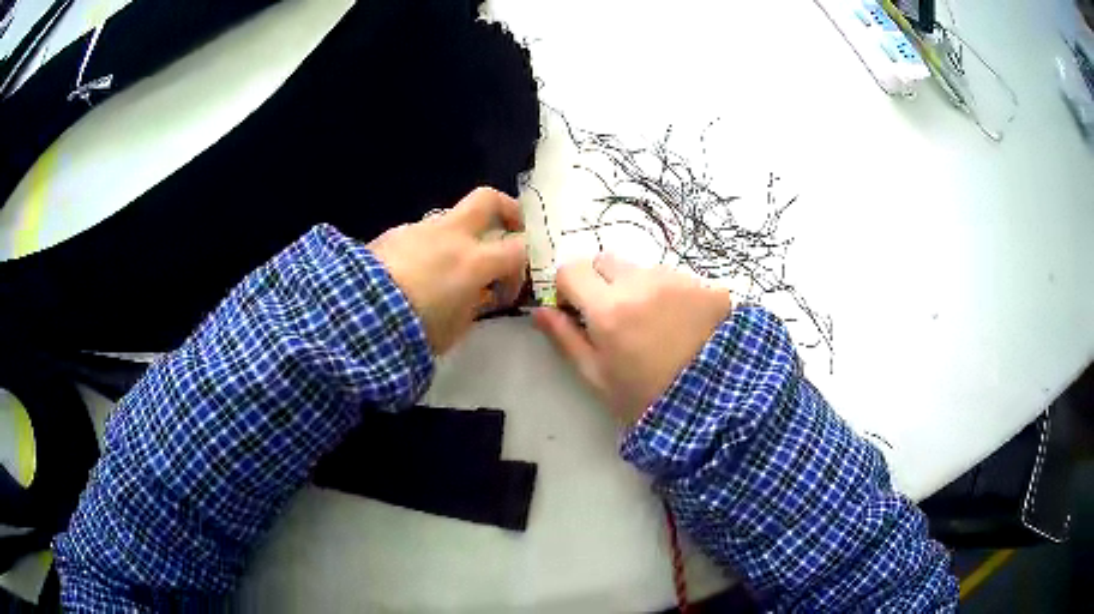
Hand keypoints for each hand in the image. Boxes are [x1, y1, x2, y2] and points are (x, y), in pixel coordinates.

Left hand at [368, 187, 526, 353]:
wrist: (359, 315)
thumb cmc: (415, 328)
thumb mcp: (455, 328)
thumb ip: (474, 305)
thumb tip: (480, 294)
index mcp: (473, 260)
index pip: (517, 250)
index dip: (518, 271)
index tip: (504, 293)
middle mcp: (451, 234)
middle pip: (488, 199)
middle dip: (506, 209)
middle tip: (508, 228)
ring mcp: (420, 229)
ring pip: (451, 217)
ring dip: (459, 235)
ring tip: (447, 267)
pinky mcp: (393, 233)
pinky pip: (421, 233)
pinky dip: (428, 246)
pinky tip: (415, 272)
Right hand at [533, 254, 731, 424]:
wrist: (715, 407)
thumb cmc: (646, 398)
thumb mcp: (598, 376)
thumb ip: (565, 338)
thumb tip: (540, 310)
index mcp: (608, 308)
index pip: (571, 269)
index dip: (568, 288)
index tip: (577, 310)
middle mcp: (641, 283)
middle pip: (606, 260)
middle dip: (602, 282)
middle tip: (617, 317)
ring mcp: (677, 280)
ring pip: (643, 269)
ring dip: (639, 288)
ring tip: (656, 325)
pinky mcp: (706, 285)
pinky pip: (676, 279)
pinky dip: (671, 295)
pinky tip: (684, 325)